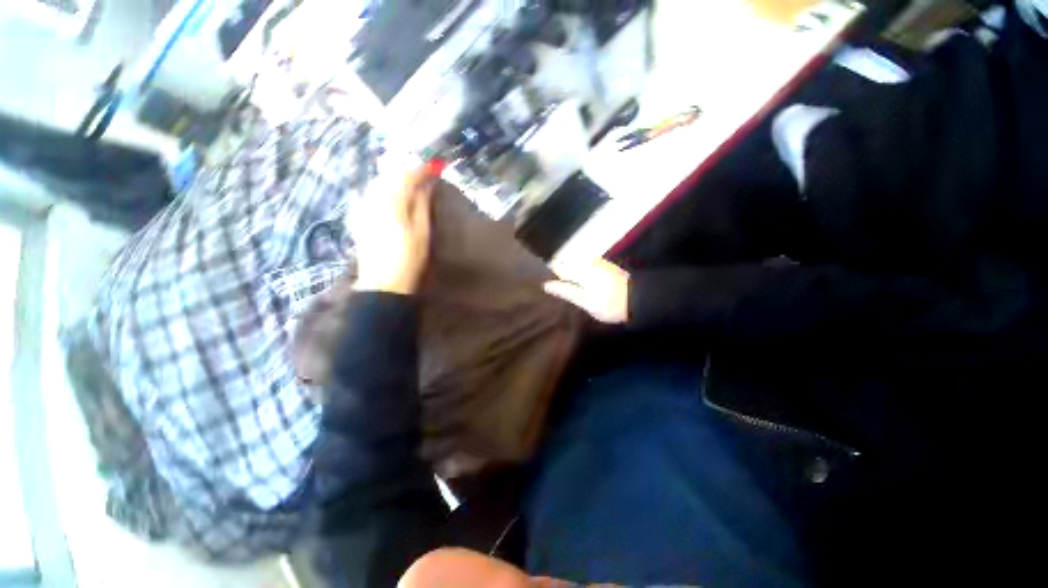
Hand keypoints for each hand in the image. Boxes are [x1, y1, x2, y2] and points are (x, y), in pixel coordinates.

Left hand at [353, 168, 434, 294]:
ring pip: (378, 183)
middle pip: (389, 176)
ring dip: (394, 179)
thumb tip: (426, 184)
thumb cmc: (409, 259)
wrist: (383, 282)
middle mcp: (373, 200)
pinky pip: (369, 194)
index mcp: (392, 203)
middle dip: (406, 171)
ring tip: (410, 184)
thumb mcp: (422, 232)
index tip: (435, 168)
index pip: (406, 176)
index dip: (421, 169)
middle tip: (423, 174)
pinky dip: (382, 190)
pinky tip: (391, 196)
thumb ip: (422, 205)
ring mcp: (362, 208)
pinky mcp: (358, 217)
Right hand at [543, 258, 629, 323]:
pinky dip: (578, 272)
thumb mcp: (585, 301)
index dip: (548, 270)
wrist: (638, 298)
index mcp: (579, 270)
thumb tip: (546, 285)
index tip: (541, 278)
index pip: (557, 264)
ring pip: (575, 263)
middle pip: (566, 261)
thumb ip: (566, 291)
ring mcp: (596, 263)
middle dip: (557, 270)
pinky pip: (584, 266)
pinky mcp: (604, 266)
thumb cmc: (608, 303)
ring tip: (563, 284)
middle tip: (551, 285)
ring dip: (567, 271)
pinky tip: (579, 282)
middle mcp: (586, 262)